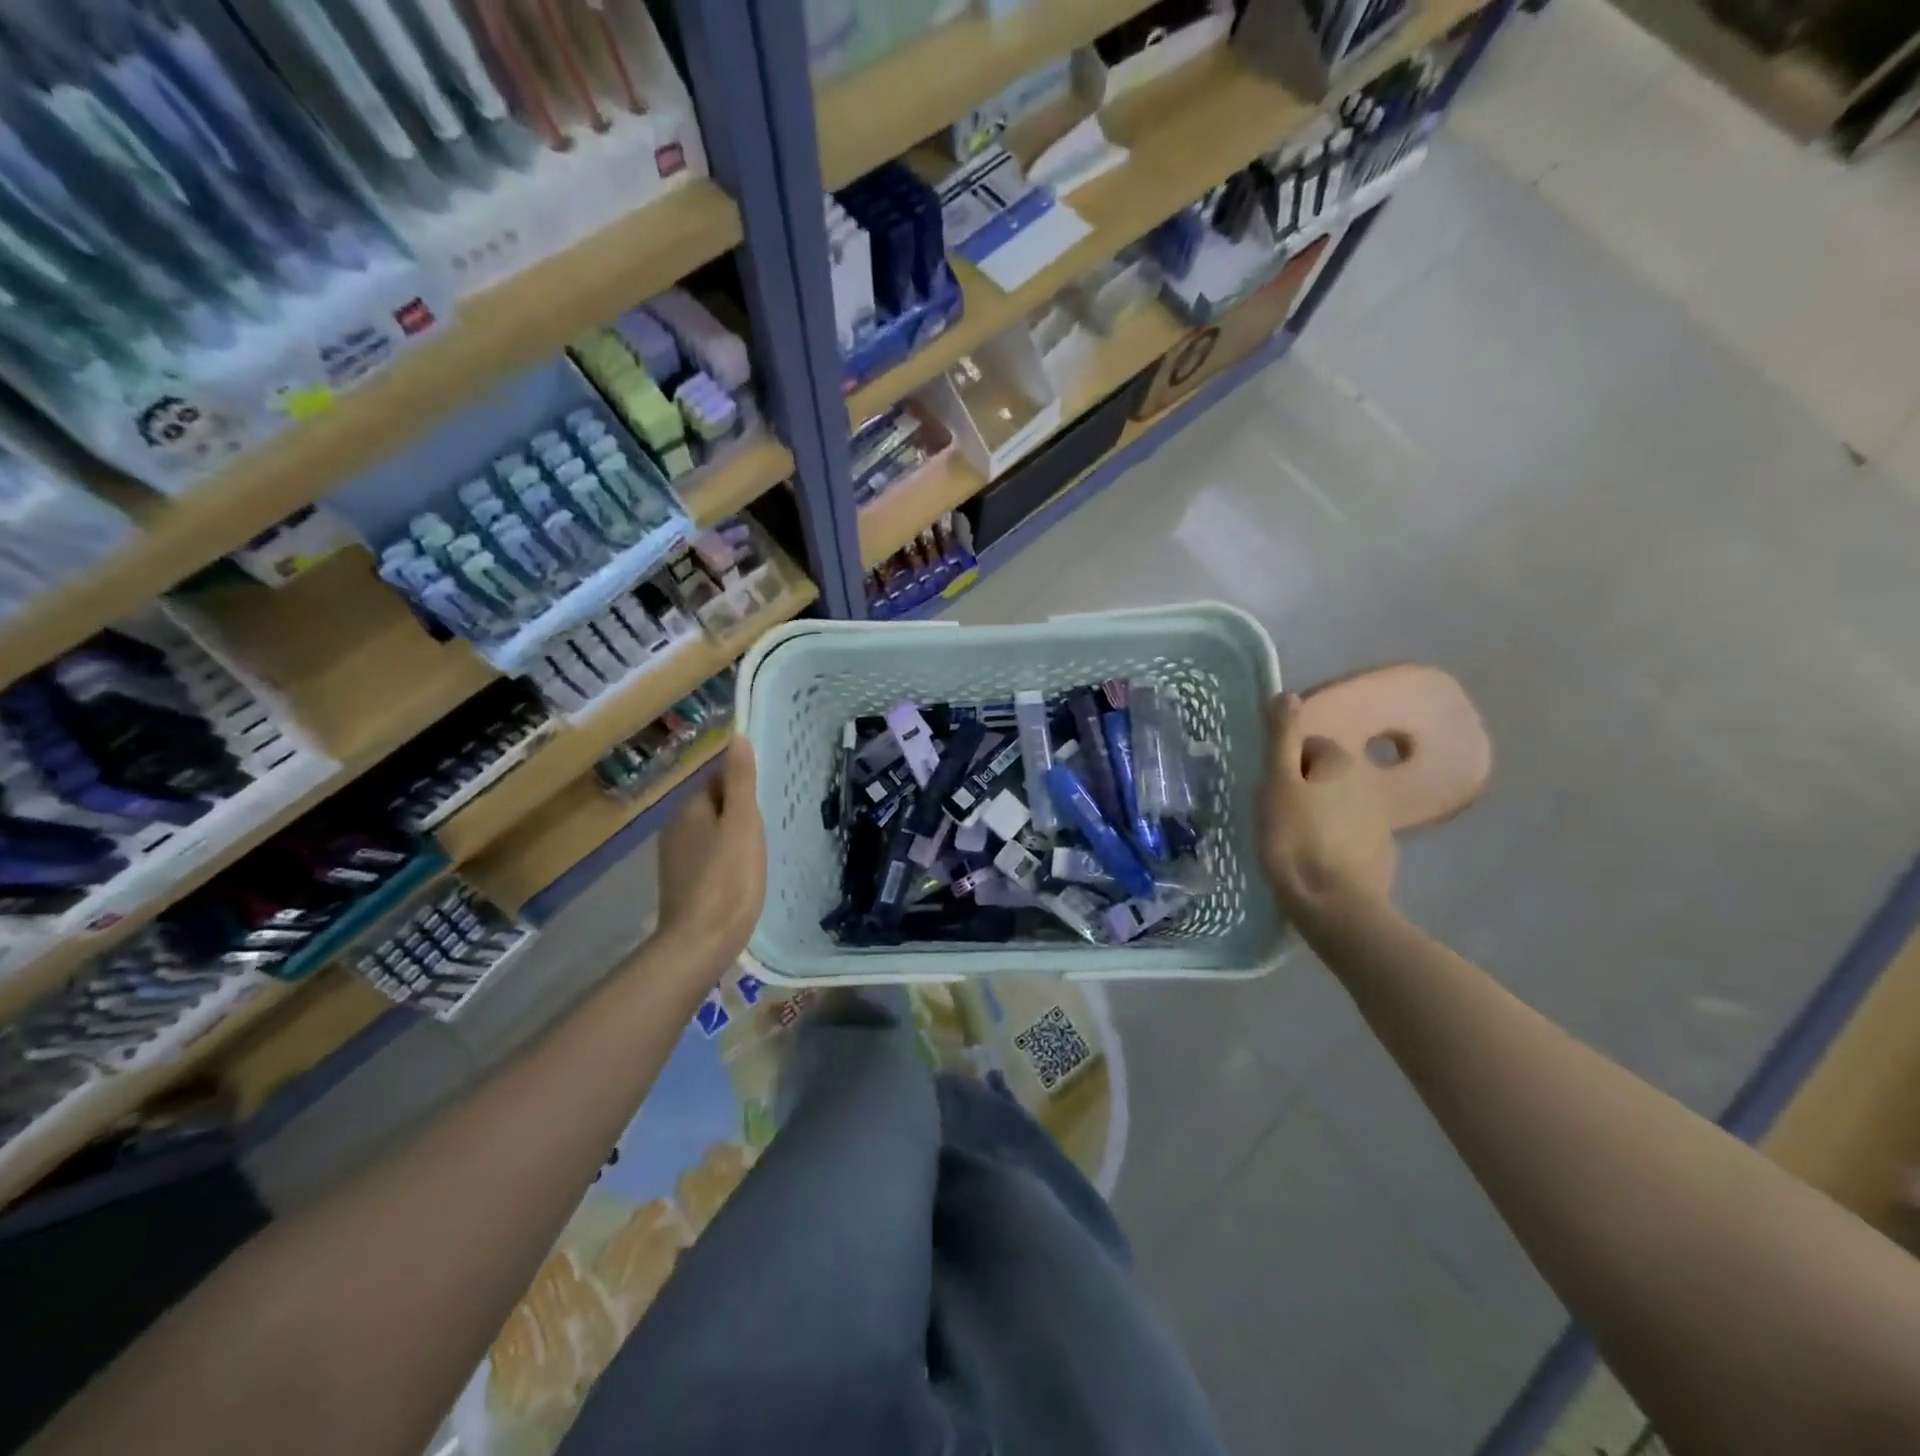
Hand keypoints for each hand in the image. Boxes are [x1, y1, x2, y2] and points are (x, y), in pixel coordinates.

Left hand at [654, 739, 765, 971]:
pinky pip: (706, 858)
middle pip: (711, 806)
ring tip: (760, 849)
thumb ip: (740, 780)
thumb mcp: (743, 823)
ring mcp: (674, 860)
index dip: (743, 783)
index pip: (716, 778)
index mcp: (689, 809)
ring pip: (709, 833)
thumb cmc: (729, 877)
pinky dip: (724, 859)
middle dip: (737, 810)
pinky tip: (742, 874)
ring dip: (731, 835)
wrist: (701, 942)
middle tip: (770, 823)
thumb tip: (736, 736)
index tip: (768, 796)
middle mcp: (674, 828)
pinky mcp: (680, 886)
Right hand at [1259, 692, 1396, 933]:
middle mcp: (1369, 782)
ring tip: (1291, 841)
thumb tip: (1286, 694)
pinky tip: (1314, 860)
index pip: (1308, 746)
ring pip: (1337, 804)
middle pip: (1324, 774)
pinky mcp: (1381, 853)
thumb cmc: (1295, 839)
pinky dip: (1332, 840)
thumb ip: (1281, 738)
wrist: (1334, 905)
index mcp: (1342, 762)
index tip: (1269, 792)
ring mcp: (1379, 820)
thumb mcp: (1277, 784)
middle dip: (1302, 788)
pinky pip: (1349, 833)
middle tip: (1276, 816)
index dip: (1284, 766)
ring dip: (1317, 813)